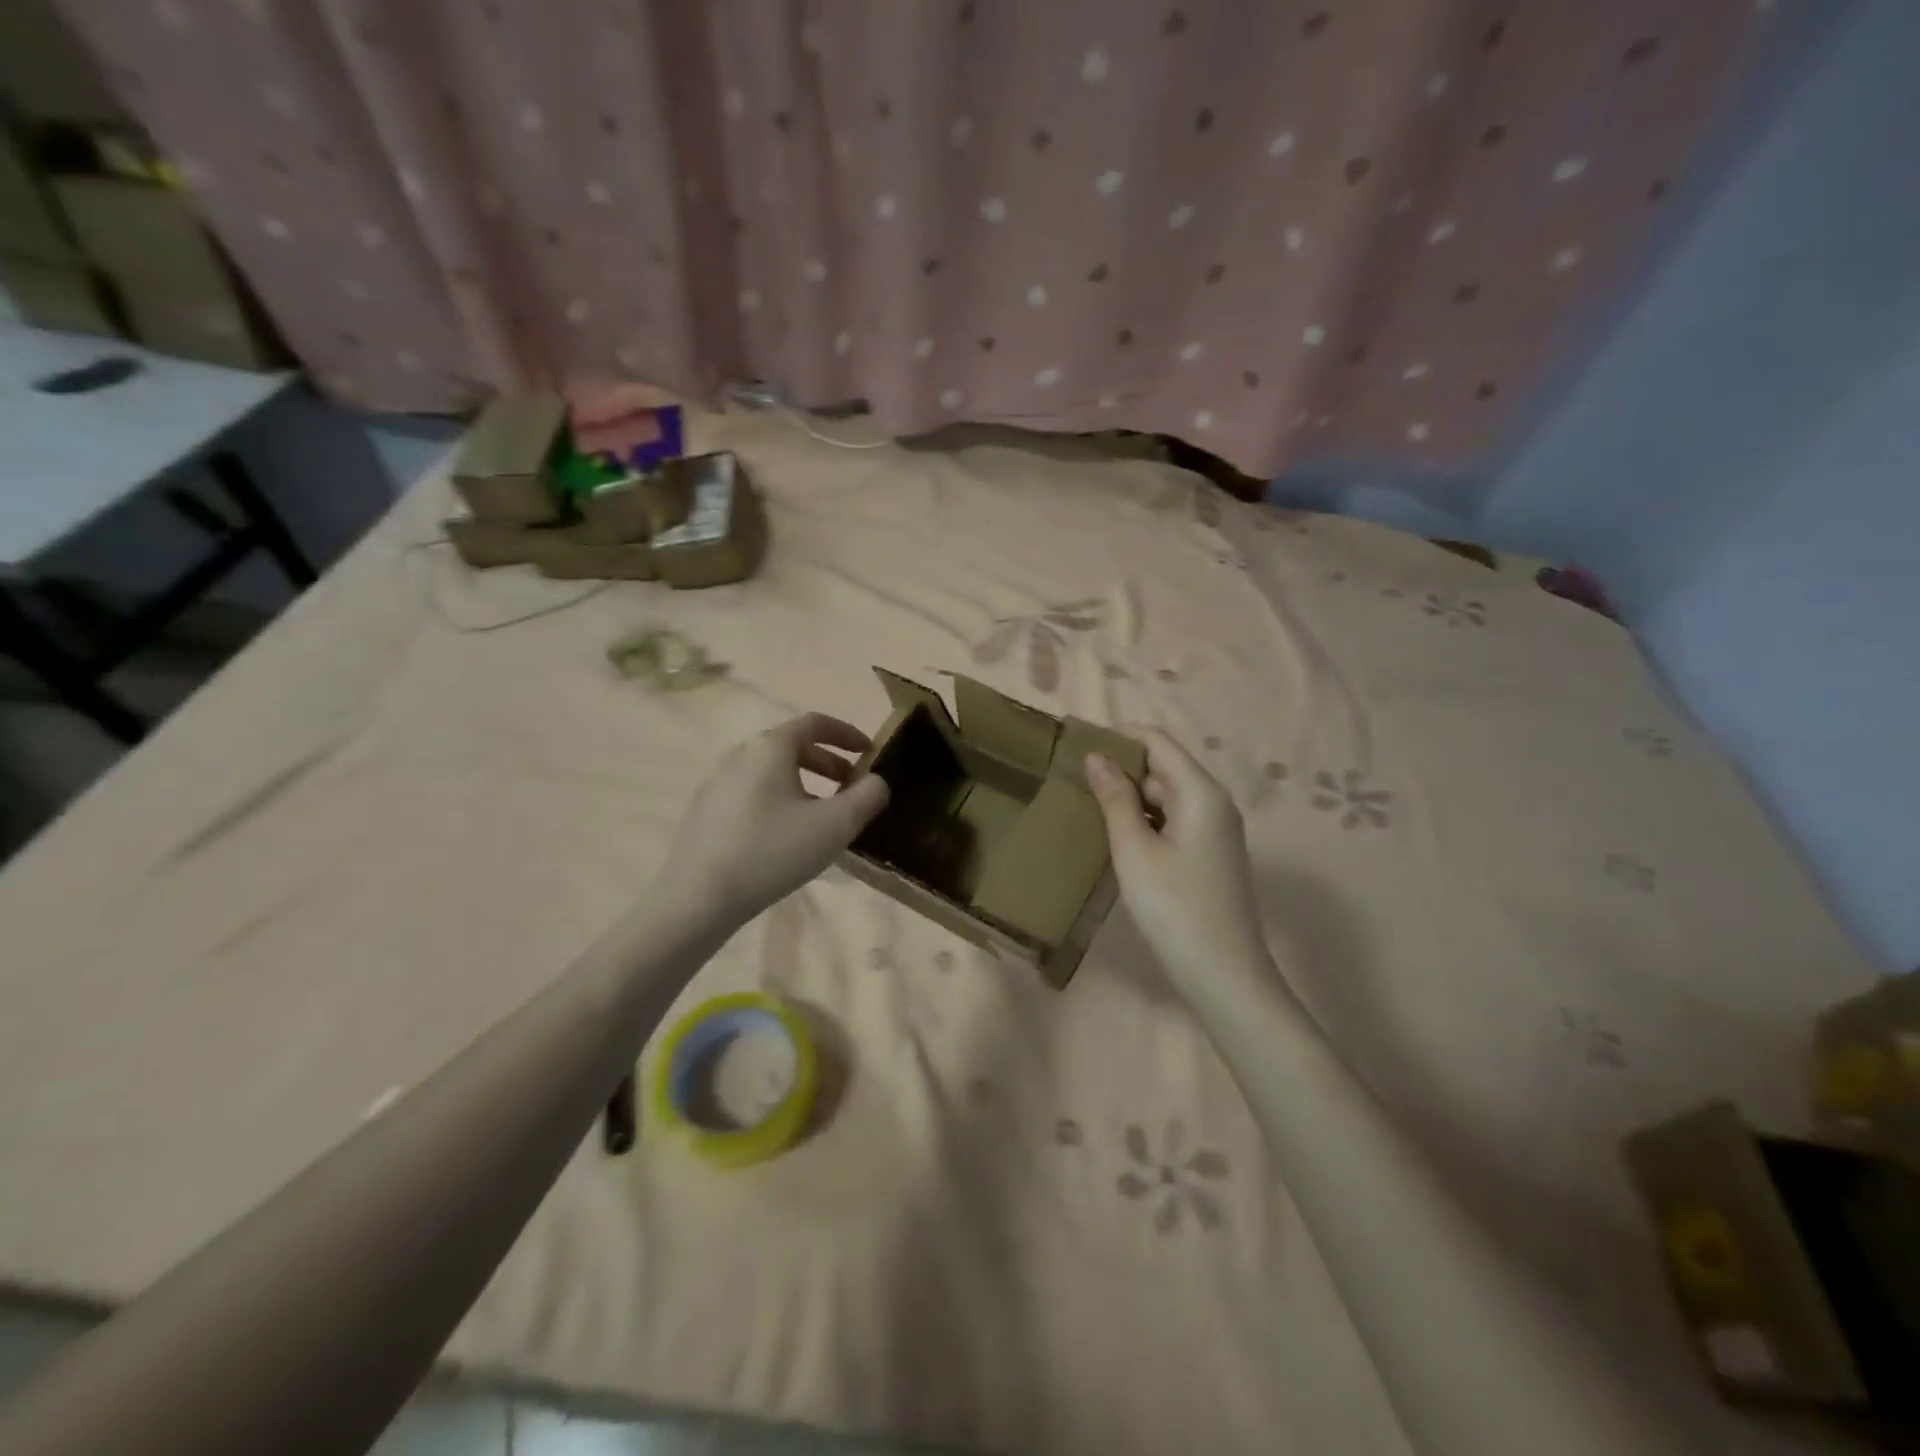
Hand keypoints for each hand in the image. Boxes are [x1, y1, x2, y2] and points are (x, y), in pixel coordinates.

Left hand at [659, 713, 889, 923]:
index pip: (815, 723)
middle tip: (853, 788)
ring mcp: (718, 784)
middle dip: (829, 763)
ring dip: (806, 785)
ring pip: (773, 773)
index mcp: (770, 747)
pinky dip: (781, 801)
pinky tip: (789, 837)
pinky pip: (754, 794)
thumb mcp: (835, 825)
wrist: (698, 898)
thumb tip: (876, 782)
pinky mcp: (707, 812)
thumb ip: (867, 797)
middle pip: (793, 747)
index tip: (870, 752)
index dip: (847, 733)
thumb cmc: (772, 851)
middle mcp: (740, 755)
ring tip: (825, 817)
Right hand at [1085, 730, 1271, 991]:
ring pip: (1166, 794)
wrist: (1223, 973)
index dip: (1118, 736)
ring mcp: (1215, 828)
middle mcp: (1213, 801)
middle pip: (1162, 765)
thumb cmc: (1174, 907)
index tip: (1077, 746)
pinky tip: (1116, 836)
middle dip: (1120, 768)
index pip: (1156, 740)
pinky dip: (1145, 820)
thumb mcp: (1134, 850)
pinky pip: (1173, 819)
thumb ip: (1115, 798)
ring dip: (1130, 796)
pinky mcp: (1210, 852)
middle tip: (1074, 781)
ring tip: (1087, 806)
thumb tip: (1096, 756)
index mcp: (1200, 791)